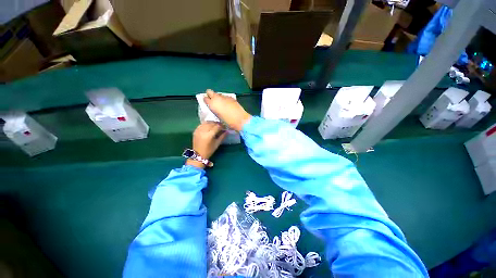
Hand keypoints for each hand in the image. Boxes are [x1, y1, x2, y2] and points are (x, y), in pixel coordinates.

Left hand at [186, 122, 226, 168]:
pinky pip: (201, 124)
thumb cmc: (209, 150)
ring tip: (215, 125)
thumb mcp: (217, 144)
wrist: (198, 154)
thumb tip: (227, 131)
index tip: (225, 127)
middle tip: (221, 126)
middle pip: (211, 123)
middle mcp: (203, 131)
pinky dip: (206, 124)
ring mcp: (198, 130)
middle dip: (217, 124)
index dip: (222, 126)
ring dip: (212, 123)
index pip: (217, 127)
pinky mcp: (195, 131)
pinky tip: (209, 126)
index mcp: (209, 135)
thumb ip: (222, 136)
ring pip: (206, 123)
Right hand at [203, 89, 251, 131]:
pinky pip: (225, 96)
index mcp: (212, 104)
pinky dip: (225, 99)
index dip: (206, 100)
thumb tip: (214, 107)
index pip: (205, 98)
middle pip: (209, 91)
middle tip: (213, 100)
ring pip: (218, 94)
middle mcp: (216, 98)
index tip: (208, 103)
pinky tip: (228, 104)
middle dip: (210, 95)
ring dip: (218, 97)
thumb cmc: (228, 122)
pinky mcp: (231, 97)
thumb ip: (214, 110)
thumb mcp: (218, 117)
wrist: (240, 119)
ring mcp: (224, 97)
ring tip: (222, 103)